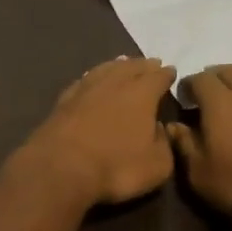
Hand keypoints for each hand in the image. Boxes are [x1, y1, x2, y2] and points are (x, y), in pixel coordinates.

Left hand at [11, 57, 177, 206]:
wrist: (60, 167)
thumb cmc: (115, 166)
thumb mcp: (157, 165)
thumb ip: (164, 144)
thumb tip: (159, 129)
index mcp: (141, 93)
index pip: (158, 77)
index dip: (166, 74)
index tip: (171, 71)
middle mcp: (114, 83)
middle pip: (132, 66)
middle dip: (143, 65)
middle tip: (151, 63)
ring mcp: (86, 88)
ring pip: (106, 69)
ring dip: (118, 65)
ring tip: (124, 63)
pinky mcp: (63, 100)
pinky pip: (84, 81)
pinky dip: (93, 77)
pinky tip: (92, 79)